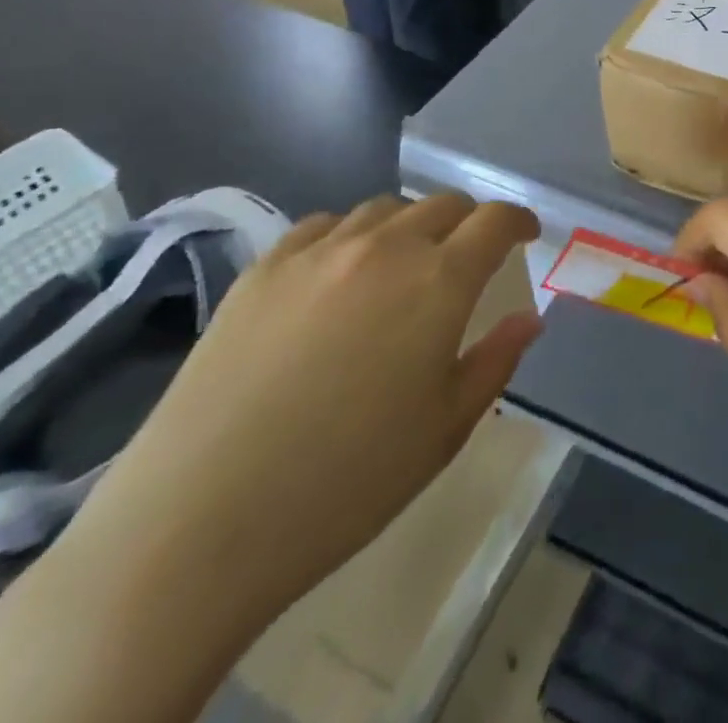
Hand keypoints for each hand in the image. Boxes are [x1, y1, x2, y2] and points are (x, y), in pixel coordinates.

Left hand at [49, 194, 542, 632]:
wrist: (198, 523)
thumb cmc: (347, 482)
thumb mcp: (445, 429)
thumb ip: (496, 361)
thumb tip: (528, 319)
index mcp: (439, 281)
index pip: (495, 221)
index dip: (519, 221)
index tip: (526, 236)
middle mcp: (385, 248)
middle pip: (443, 205)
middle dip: (468, 223)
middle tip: (469, 257)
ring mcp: (317, 252)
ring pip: (383, 209)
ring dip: (410, 226)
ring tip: (404, 265)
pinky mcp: (262, 270)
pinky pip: (323, 226)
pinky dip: (350, 237)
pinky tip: (338, 275)